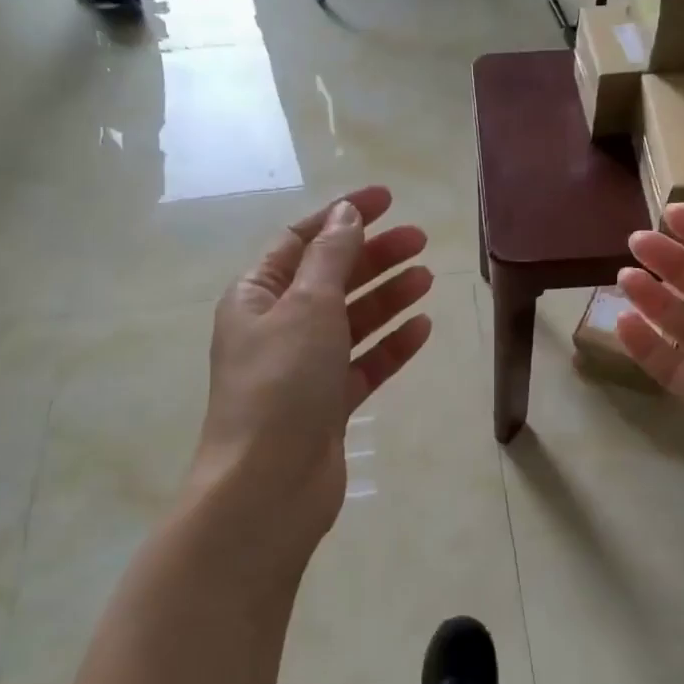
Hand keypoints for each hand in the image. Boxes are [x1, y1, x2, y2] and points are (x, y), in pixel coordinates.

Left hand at [193, 186, 433, 558]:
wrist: (269, 485)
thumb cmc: (281, 384)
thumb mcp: (306, 307)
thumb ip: (331, 258)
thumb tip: (346, 215)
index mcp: (256, 296)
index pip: (301, 240)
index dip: (342, 215)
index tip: (386, 198)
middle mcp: (277, 327)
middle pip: (330, 278)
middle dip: (372, 255)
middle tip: (419, 239)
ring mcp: (303, 368)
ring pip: (351, 320)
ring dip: (386, 296)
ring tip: (427, 277)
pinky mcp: (328, 404)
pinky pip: (363, 363)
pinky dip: (390, 345)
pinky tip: (422, 327)